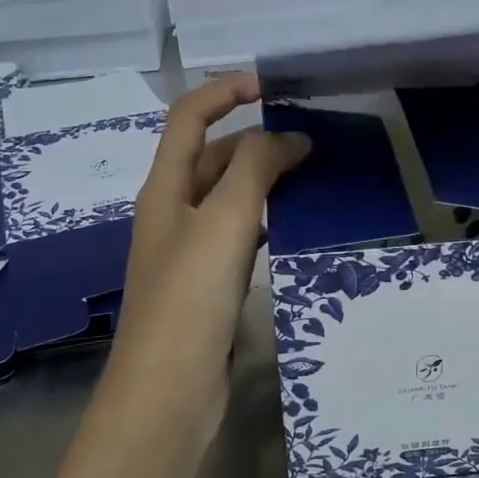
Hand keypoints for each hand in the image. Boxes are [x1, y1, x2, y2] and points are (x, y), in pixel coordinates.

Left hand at [107, 75, 309, 431]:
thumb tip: (288, 137)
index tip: (273, 86)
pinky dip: (266, 218)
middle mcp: (173, 211)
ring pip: (230, 196)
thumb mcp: (224, 221)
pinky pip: (239, 233)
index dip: (225, 91)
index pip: (189, 117)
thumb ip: (254, 168)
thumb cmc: (190, 298)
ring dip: (265, 178)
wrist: (168, 392)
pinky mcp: (208, 282)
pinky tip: (294, 225)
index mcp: (165, 188)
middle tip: (311, 140)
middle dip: (256, 139)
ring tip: (313, 175)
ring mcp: (190, 249)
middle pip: (213, 156)